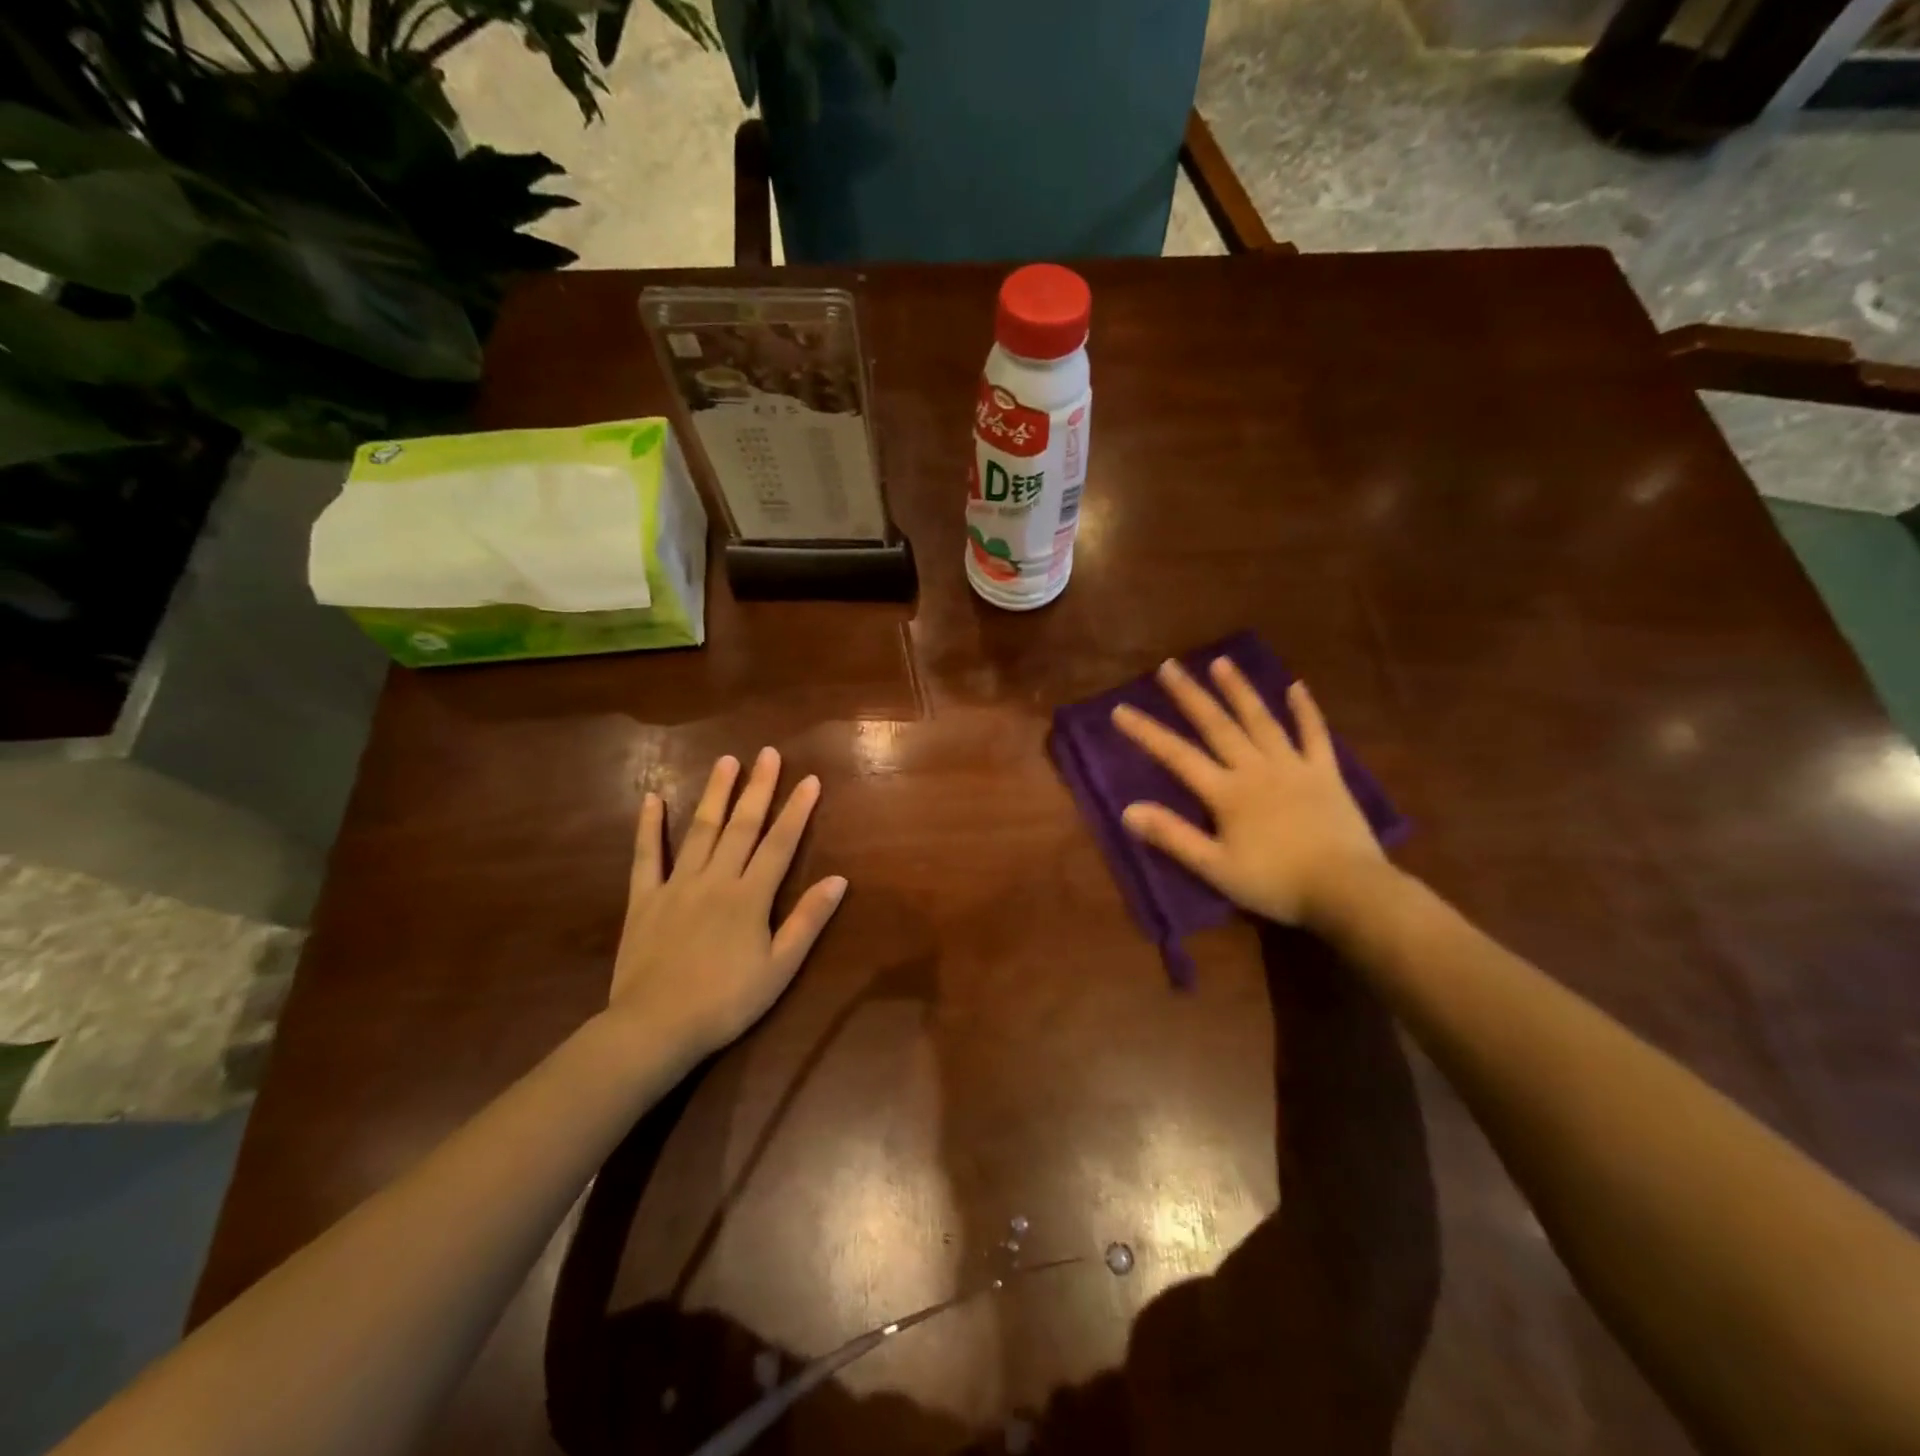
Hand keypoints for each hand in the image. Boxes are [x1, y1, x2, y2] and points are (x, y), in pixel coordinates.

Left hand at [610, 749, 846, 1059]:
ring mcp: (676, 885)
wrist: (655, 1027)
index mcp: (750, 897)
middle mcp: (716, 879)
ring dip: (715, 794)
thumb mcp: (779, 968)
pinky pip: (646, 856)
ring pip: (700, 830)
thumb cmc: (726, 1002)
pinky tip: (653, 798)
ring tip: (726, 761)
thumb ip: (807, 921)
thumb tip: (839, 880)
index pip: (780, 843)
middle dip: (759, 788)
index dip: (797, 810)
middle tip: (768, 753)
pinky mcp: (643, 899)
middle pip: (742, 826)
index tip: (810, 780)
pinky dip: (649, 827)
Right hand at [1112, 658, 1386, 928]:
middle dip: (1190, 695)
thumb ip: (1173, 836)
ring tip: (1220, 662)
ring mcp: (1293, 766)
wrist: (1347, 889)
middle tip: (1168, 666)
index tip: (1120, 709)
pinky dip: (1306, 710)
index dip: (1147, 732)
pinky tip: (1296, 686)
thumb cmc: (1276, 883)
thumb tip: (1128, 810)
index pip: (1177, 755)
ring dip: (1239, 690)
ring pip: (1261, 720)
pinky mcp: (1326, 773)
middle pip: (1217, 725)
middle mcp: (1256, 768)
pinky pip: (1315, 734)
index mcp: (1227, 792)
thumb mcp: (1215, 868)